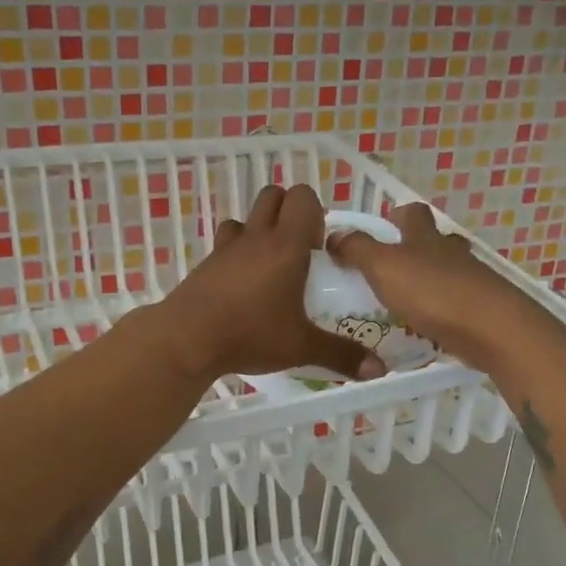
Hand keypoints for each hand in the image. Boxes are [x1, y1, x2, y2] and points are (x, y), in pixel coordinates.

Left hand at [155, 184, 386, 384]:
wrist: (186, 339)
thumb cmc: (250, 334)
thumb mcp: (301, 347)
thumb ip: (341, 355)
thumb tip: (378, 370)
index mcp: (286, 246)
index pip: (303, 198)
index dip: (315, 214)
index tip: (318, 249)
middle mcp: (256, 237)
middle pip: (273, 195)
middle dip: (289, 212)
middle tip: (298, 251)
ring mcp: (226, 247)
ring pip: (246, 217)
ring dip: (260, 229)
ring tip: (269, 266)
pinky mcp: (205, 263)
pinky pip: (225, 242)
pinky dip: (236, 251)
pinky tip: (241, 285)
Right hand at [326, 203, 553, 373]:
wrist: (492, 329)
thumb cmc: (434, 292)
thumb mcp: (384, 267)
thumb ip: (358, 249)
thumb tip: (335, 234)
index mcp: (426, 237)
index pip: (414, 213)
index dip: (398, 214)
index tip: (383, 225)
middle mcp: (450, 253)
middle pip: (435, 241)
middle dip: (416, 248)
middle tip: (391, 266)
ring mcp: (471, 280)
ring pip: (448, 272)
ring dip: (429, 280)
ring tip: (404, 299)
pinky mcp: (482, 309)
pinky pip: (457, 302)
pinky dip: (442, 308)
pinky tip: (427, 324)